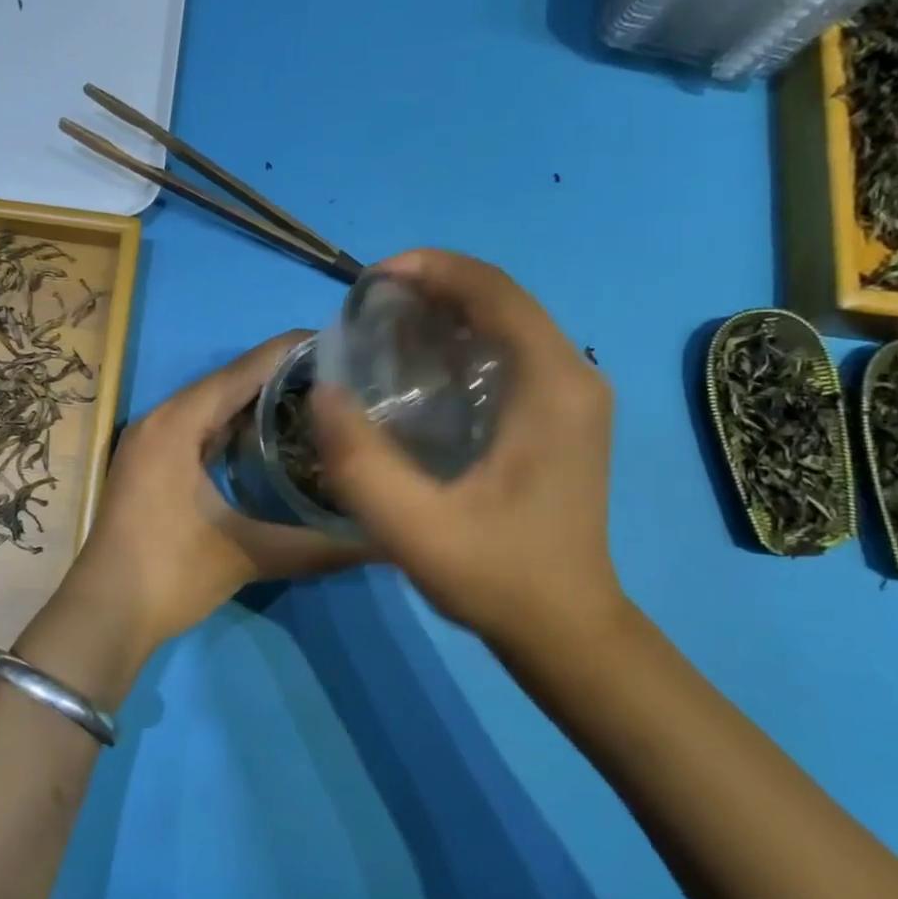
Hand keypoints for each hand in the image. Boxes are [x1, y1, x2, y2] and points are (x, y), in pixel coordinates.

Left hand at [58, 331, 369, 662]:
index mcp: (178, 422)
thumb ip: (317, 545)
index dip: (291, 352)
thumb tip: (383, 545)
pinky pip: (199, 428)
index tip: (340, 344)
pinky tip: (270, 437)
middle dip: (280, 375)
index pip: (243, 370)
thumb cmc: (170, 574)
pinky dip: (234, 426)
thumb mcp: (247, 555)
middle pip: (228, 381)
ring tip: (314, 399)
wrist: (105, 615)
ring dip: (257, 401)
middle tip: (338, 377)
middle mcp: (161, 418)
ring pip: (212, 405)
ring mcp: (151, 440)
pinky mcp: (151, 463)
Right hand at [311, 250, 627, 652]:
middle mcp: (574, 376)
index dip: (431, 269)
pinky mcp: (561, 416)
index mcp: (553, 385)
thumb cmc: (497, 576)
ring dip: (446, 312)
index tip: (370, 280)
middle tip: (367, 309)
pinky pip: (509, 352)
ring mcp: (572, 396)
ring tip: (383, 329)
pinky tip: (418, 369)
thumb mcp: (415, 528)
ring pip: (505, 323)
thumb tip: (323, 392)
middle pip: (501, 299)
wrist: (565, 629)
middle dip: (432, 287)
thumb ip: (362, 462)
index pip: (494, 292)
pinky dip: (461, 342)